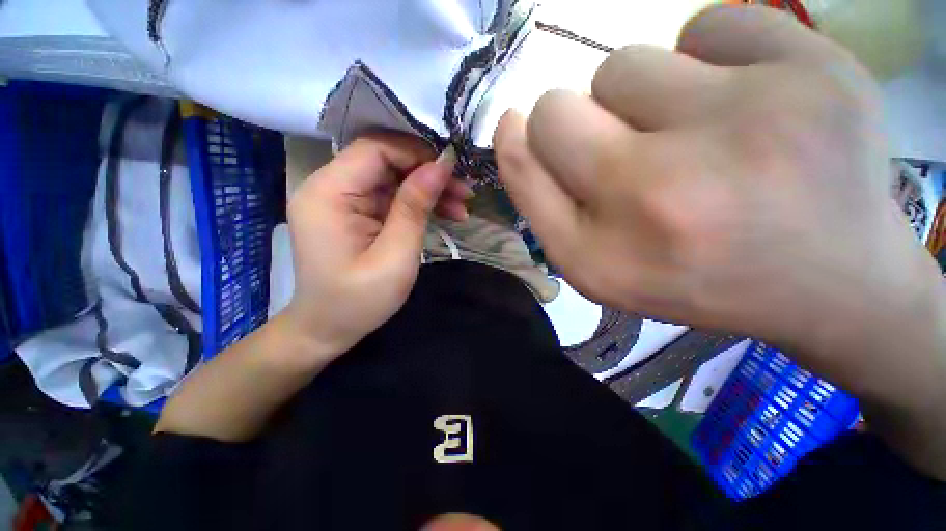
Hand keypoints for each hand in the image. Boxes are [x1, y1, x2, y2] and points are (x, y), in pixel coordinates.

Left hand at [283, 134, 468, 361]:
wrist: (329, 329)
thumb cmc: (359, 301)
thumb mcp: (395, 256)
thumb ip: (415, 207)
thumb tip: (442, 165)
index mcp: (328, 193)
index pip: (375, 149)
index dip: (416, 154)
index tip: (453, 171)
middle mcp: (329, 187)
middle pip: (386, 160)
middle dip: (428, 173)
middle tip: (465, 191)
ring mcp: (342, 200)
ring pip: (393, 178)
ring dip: (428, 189)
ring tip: (462, 206)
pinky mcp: (356, 213)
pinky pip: (391, 197)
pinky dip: (418, 203)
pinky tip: (446, 214)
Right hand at [494, 6, 945, 475]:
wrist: (838, 290)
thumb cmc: (701, 283)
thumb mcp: (595, 264)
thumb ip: (540, 195)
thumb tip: (510, 134)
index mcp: (605, 245)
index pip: (526, 153)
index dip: (518, 137)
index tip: (521, 131)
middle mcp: (658, 189)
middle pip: (565, 105)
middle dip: (571, 118)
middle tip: (613, 149)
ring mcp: (749, 121)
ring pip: (637, 60)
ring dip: (645, 93)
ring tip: (691, 141)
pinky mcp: (813, 69)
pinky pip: (715, 25)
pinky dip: (715, 57)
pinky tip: (747, 107)